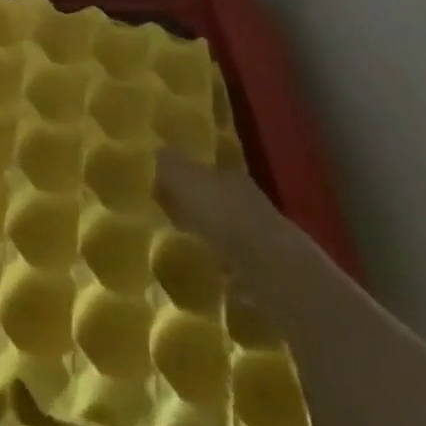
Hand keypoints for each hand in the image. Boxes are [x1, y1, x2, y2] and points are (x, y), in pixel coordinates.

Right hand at [154, 149, 285, 269]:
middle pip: (217, 200)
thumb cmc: (220, 213)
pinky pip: (239, 262)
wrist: (268, 265)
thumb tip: (156, 150)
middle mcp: (247, 198)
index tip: (164, 192)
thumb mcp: (183, 180)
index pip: (203, 171)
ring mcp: (261, 234)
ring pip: (230, 230)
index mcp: (229, 174)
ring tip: (190, 249)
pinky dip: (226, 266)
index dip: (184, 179)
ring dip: (213, 238)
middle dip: (198, 209)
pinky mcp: (268, 267)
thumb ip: (169, 166)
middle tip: (173, 220)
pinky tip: (212, 274)